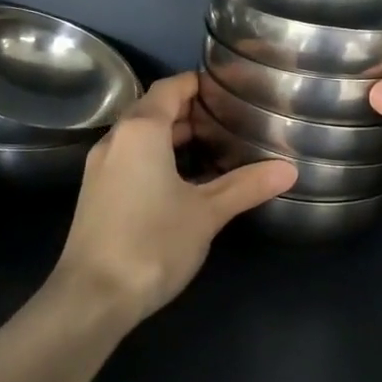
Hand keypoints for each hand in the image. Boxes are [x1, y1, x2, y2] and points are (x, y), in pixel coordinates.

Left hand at [50, 72, 295, 326]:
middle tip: (228, 120)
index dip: (197, 84)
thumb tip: (289, 169)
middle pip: (153, 110)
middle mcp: (115, 140)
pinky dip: (156, 158)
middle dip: (188, 112)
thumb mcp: (207, 213)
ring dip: (172, 137)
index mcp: (140, 131)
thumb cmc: (153, 243)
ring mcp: (101, 167)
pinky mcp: (96, 193)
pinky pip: (130, 159)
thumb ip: (246, 186)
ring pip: (139, 137)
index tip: (228, 90)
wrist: (92, 297)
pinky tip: (183, 182)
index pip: (169, 88)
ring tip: (213, 148)